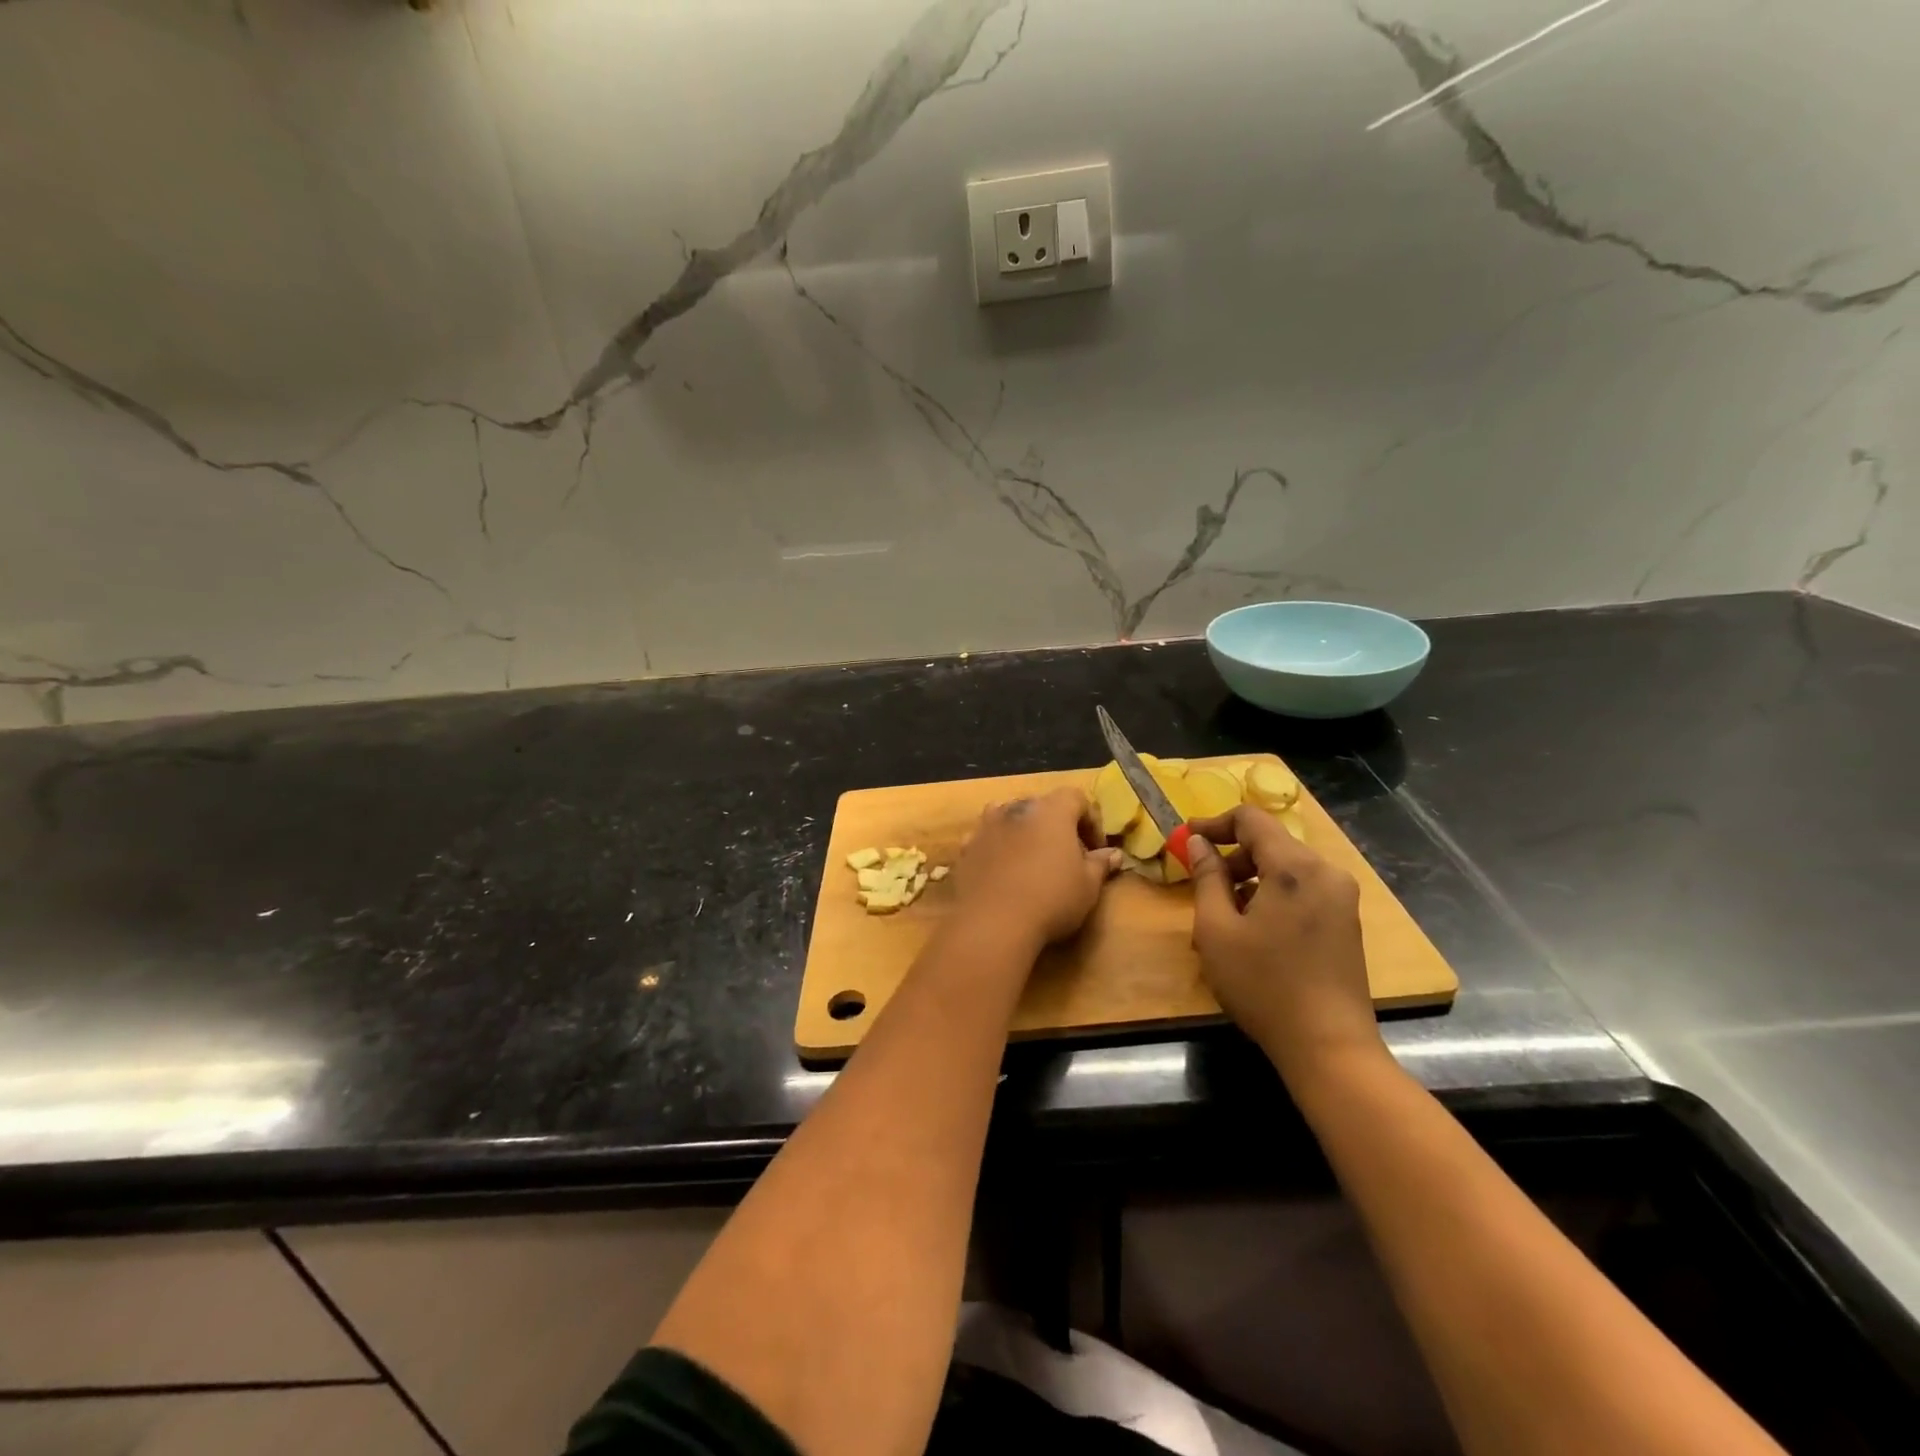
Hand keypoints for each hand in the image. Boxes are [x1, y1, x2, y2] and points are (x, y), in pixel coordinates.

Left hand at [951, 788, 1122, 951]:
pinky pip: (986, 839)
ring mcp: (986, 826)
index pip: (1076, 798)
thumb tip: (1113, 854)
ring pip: (1009, 817)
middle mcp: (1016, 808)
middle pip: (1041, 806)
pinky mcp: (966, 848)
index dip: (1090, 820)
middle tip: (1066, 856)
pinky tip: (1002, 872)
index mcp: (1051, 810)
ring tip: (1031, 860)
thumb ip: (1100, 865)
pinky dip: (996, 848)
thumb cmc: (1051, 898)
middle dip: (1056, 826)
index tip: (1096, 850)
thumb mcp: (1088, 886)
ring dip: (1023, 832)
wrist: (993, 922)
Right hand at [1186, 805, 1385, 1078]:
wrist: (1329, 1046)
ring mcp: (1341, 897)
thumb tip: (1198, 843)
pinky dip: (1271, 896)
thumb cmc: (1263, 985)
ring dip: (1249, 880)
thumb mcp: (1217, 929)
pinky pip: (1301, 890)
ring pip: (1285, 868)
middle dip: (1231, 857)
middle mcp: (1326, 872)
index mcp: (1296, 867)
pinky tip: (1252, 931)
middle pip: (1270, 843)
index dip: (1214, 823)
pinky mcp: (1346, 921)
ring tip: (1221, 916)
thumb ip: (1207, 877)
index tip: (1186, 837)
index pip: (1251, 819)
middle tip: (1201, 885)